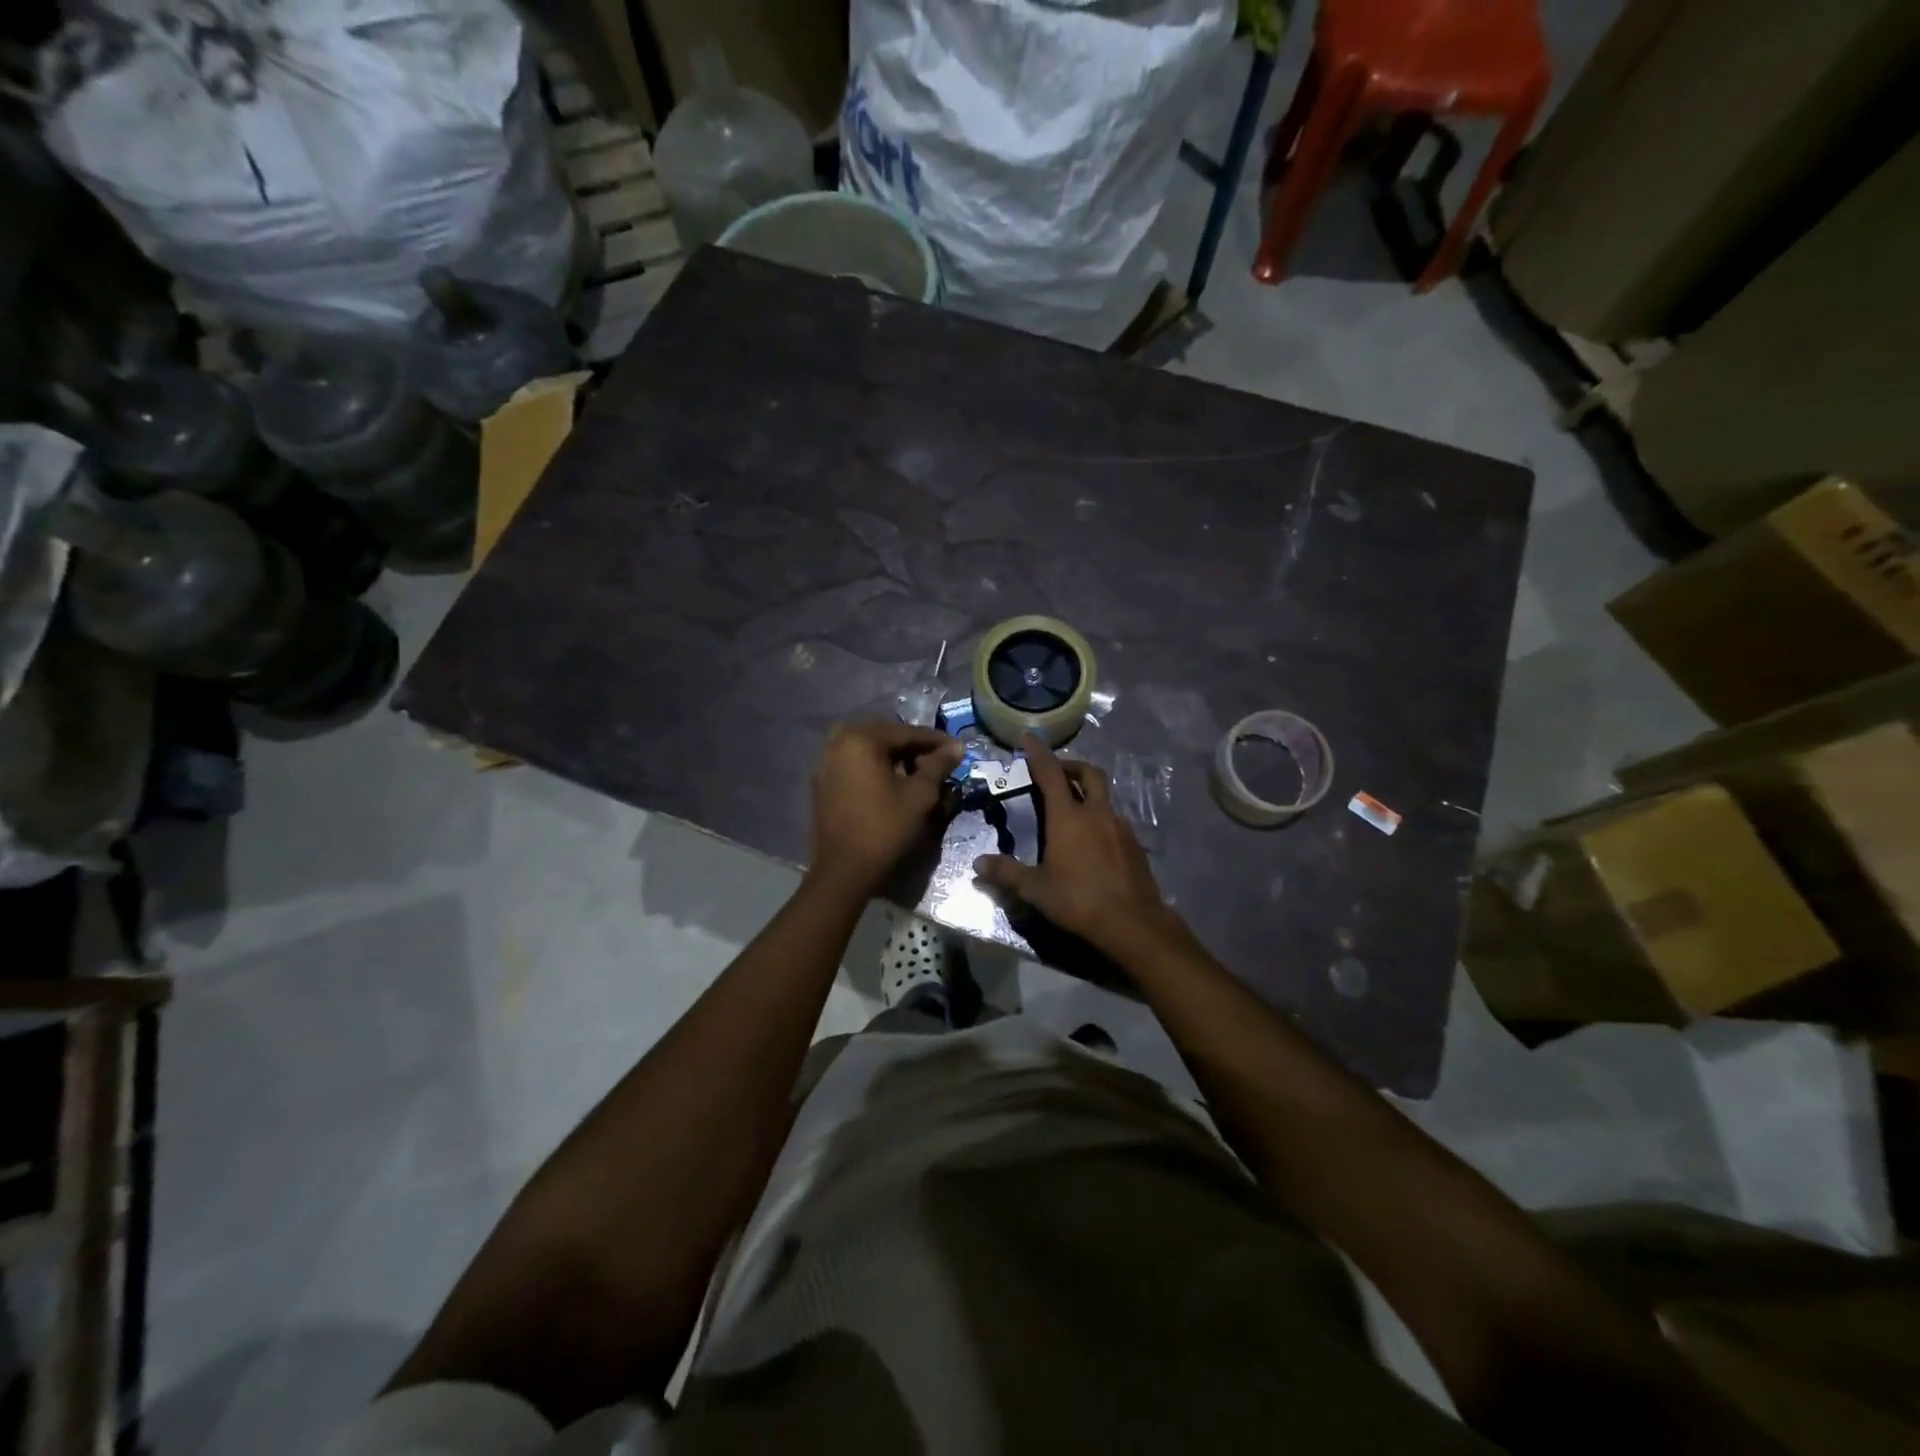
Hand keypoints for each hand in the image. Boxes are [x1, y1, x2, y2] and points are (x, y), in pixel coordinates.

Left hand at [808, 720, 963, 895]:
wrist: (844, 869)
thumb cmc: (885, 828)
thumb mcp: (919, 795)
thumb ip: (938, 765)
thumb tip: (958, 746)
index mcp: (861, 739)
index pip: (905, 732)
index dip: (934, 740)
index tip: (957, 748)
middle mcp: (838, 742)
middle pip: (884, 736)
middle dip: (912, 746)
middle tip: (937, 759)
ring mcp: (825, 762)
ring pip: (867, 749)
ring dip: (892, 756)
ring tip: (916, 772)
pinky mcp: (822, 782)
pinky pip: (853, 764)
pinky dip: (873, 767)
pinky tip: (890, 783)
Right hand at [973, 734, 1181, 955]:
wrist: (1132, 923)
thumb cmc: (1078, 900)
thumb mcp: (1035, 889)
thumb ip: (1006, 873)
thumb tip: (978, 864)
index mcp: (1068, 817)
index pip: (1050, 773)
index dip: (1038, 753)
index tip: (1029, 738)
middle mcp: (1097, 813)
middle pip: (1088, 773)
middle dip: (1071, 766)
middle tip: (1056, 772)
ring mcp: (1120, 827)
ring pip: (1105, 797)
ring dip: (1088, 793)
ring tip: (1072, 810)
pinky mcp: (1135, 844)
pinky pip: (1115, 820)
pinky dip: (1101, 818)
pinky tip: (1093, 841)